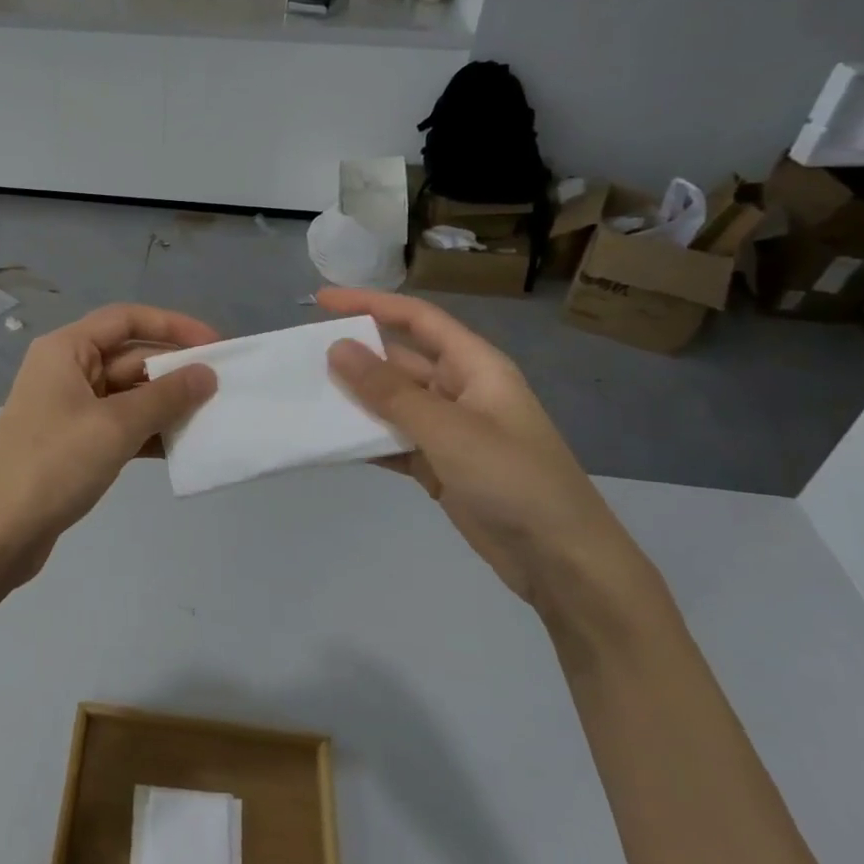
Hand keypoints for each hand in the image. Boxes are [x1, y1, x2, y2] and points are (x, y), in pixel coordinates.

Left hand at [0, 304, 217, 588]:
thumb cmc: (54, 464)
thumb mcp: (115, 426)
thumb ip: (166, 397)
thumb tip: (206, 374)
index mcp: (66, 349)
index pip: (127, 320)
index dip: (173, 326)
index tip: (215, 345)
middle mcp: (66, 370)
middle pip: (129, 356)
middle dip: (174, 370)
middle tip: (222, 388)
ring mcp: (69, 409)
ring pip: (127, 394)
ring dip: (165, 404)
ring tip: (211, 418)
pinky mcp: (73, 444)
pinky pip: (119, 426)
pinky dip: (148, 432)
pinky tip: (181, 447)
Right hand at [318, 288, 658, 633]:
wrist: (562, 562)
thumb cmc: (513, 480)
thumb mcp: (448, 429)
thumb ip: (389, 391)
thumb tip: (337, 348)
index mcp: (475, 367)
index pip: (417, 319)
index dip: (370, 304)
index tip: (321, 302)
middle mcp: (460, 390)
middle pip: (399, 361)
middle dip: (355, 357)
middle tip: (302, 359)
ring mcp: (449, 431)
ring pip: (392, 404)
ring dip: (355, 401)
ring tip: (306, 398)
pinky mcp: (439, 466)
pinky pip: (393, 442)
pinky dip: (365, 441)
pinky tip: (330, 443)